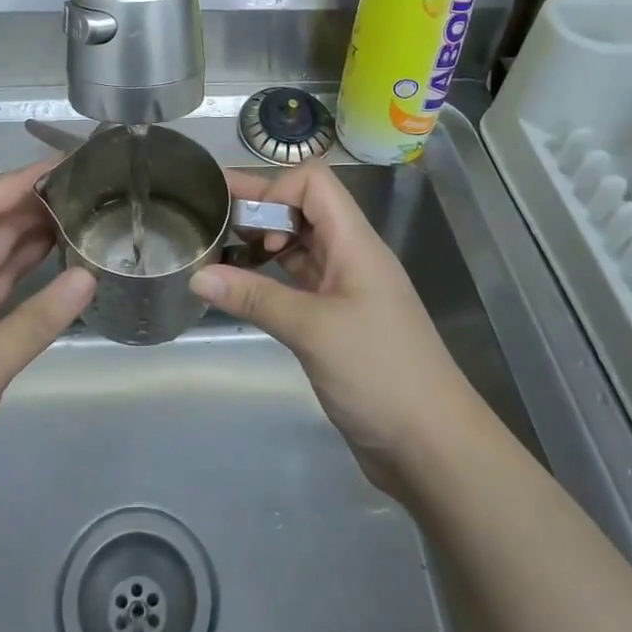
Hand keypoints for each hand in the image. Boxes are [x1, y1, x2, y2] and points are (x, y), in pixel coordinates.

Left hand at [0, 161, 95, 552]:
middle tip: (83, 196)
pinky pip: (0, 303)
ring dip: (30, 243)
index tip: (60, 169)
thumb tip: (88, 276)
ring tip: (78, 225)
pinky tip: (57, 281)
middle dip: (29, 207)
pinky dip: (27, 286)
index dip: (14, 183)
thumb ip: (37, 322)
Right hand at [190, 160, 480, 496]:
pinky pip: (299, 282)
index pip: (314, 183)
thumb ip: (254, 298)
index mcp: (354, 242)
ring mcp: (345, 289)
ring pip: (299, 246)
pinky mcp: (337, 321)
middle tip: (209, 213)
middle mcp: (350, 256)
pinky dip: (269, 278)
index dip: (275, 188)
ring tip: (218, 249)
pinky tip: (241, 289)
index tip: (243, 220)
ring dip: (261, 243)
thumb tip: (197, 275)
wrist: (433, 447)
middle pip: (303, 209)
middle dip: (258, 207)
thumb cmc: (379, 373)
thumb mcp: (312, 330)